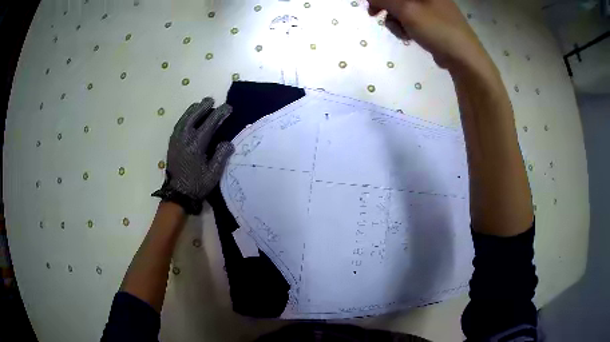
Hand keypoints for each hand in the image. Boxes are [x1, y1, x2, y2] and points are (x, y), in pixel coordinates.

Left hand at [152, 97, 234, 214]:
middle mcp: (184, 139)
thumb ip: (221, 156)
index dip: (219, 114)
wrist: (177, 194)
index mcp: (196, 145)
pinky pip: (178, 125)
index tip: (228, 108)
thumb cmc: (197, 185)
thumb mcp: (213, 174)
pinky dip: (184, 118)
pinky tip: (188, 117)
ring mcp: (176, 140)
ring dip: (192, 110)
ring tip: (199, 104)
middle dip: (203, 107)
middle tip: (211, 99)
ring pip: (184, 119)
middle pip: (194, 116)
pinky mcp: (172, 144)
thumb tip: (228, 142)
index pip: (209, 124)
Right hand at [368, 0, 488, 69]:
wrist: (464, 59)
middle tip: (375, 16)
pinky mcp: (433, 22)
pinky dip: (405, 27)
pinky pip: (411, 19)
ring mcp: (432, 9)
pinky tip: (409, 37)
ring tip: (402, 33)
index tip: (371, 5)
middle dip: (386, 7)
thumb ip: (385, 0)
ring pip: (402, 9)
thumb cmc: (437, 30)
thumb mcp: (407, 11)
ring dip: (395, 20)